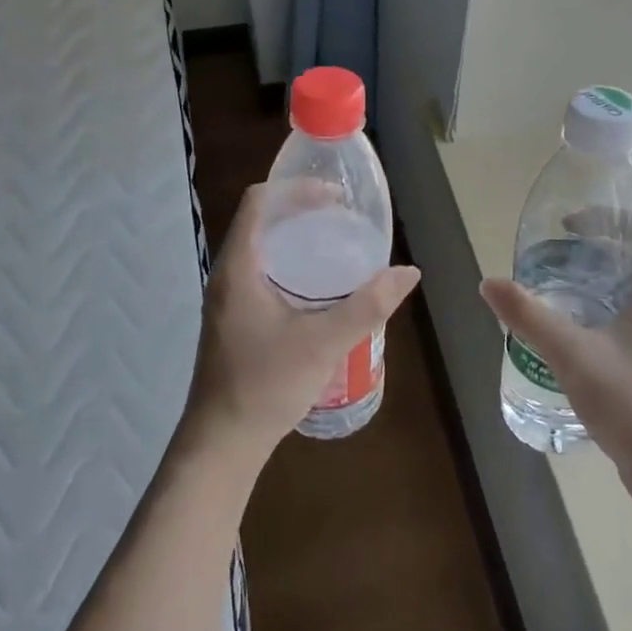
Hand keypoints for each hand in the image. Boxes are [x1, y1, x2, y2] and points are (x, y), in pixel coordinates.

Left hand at [185, 183, 420, 464]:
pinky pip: (262, 274)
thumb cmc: (266, 384)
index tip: (335, 197)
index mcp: (239, 267)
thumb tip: (408, 272)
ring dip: (296, 240)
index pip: (260, 201)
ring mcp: (228, 299)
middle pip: (262, 222)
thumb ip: (368, 306)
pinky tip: (319, 289)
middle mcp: (227, 274)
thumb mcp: (324, 343)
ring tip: (337, 247)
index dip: (296, 189)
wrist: (223, 441)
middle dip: (302, 212)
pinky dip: (290, 266)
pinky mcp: (234, 319)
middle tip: (343, 220)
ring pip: (262, 249)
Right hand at [480, 217, 631, 488]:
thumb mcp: (571, 353)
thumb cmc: (630, 401)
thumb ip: (529, 316)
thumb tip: (489, 283)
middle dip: (598, 248)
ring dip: (603, 279)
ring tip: (560, 285)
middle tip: (555, 253)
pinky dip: (609, 307)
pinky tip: (579, 327)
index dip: (610, 217)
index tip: (569, 224)